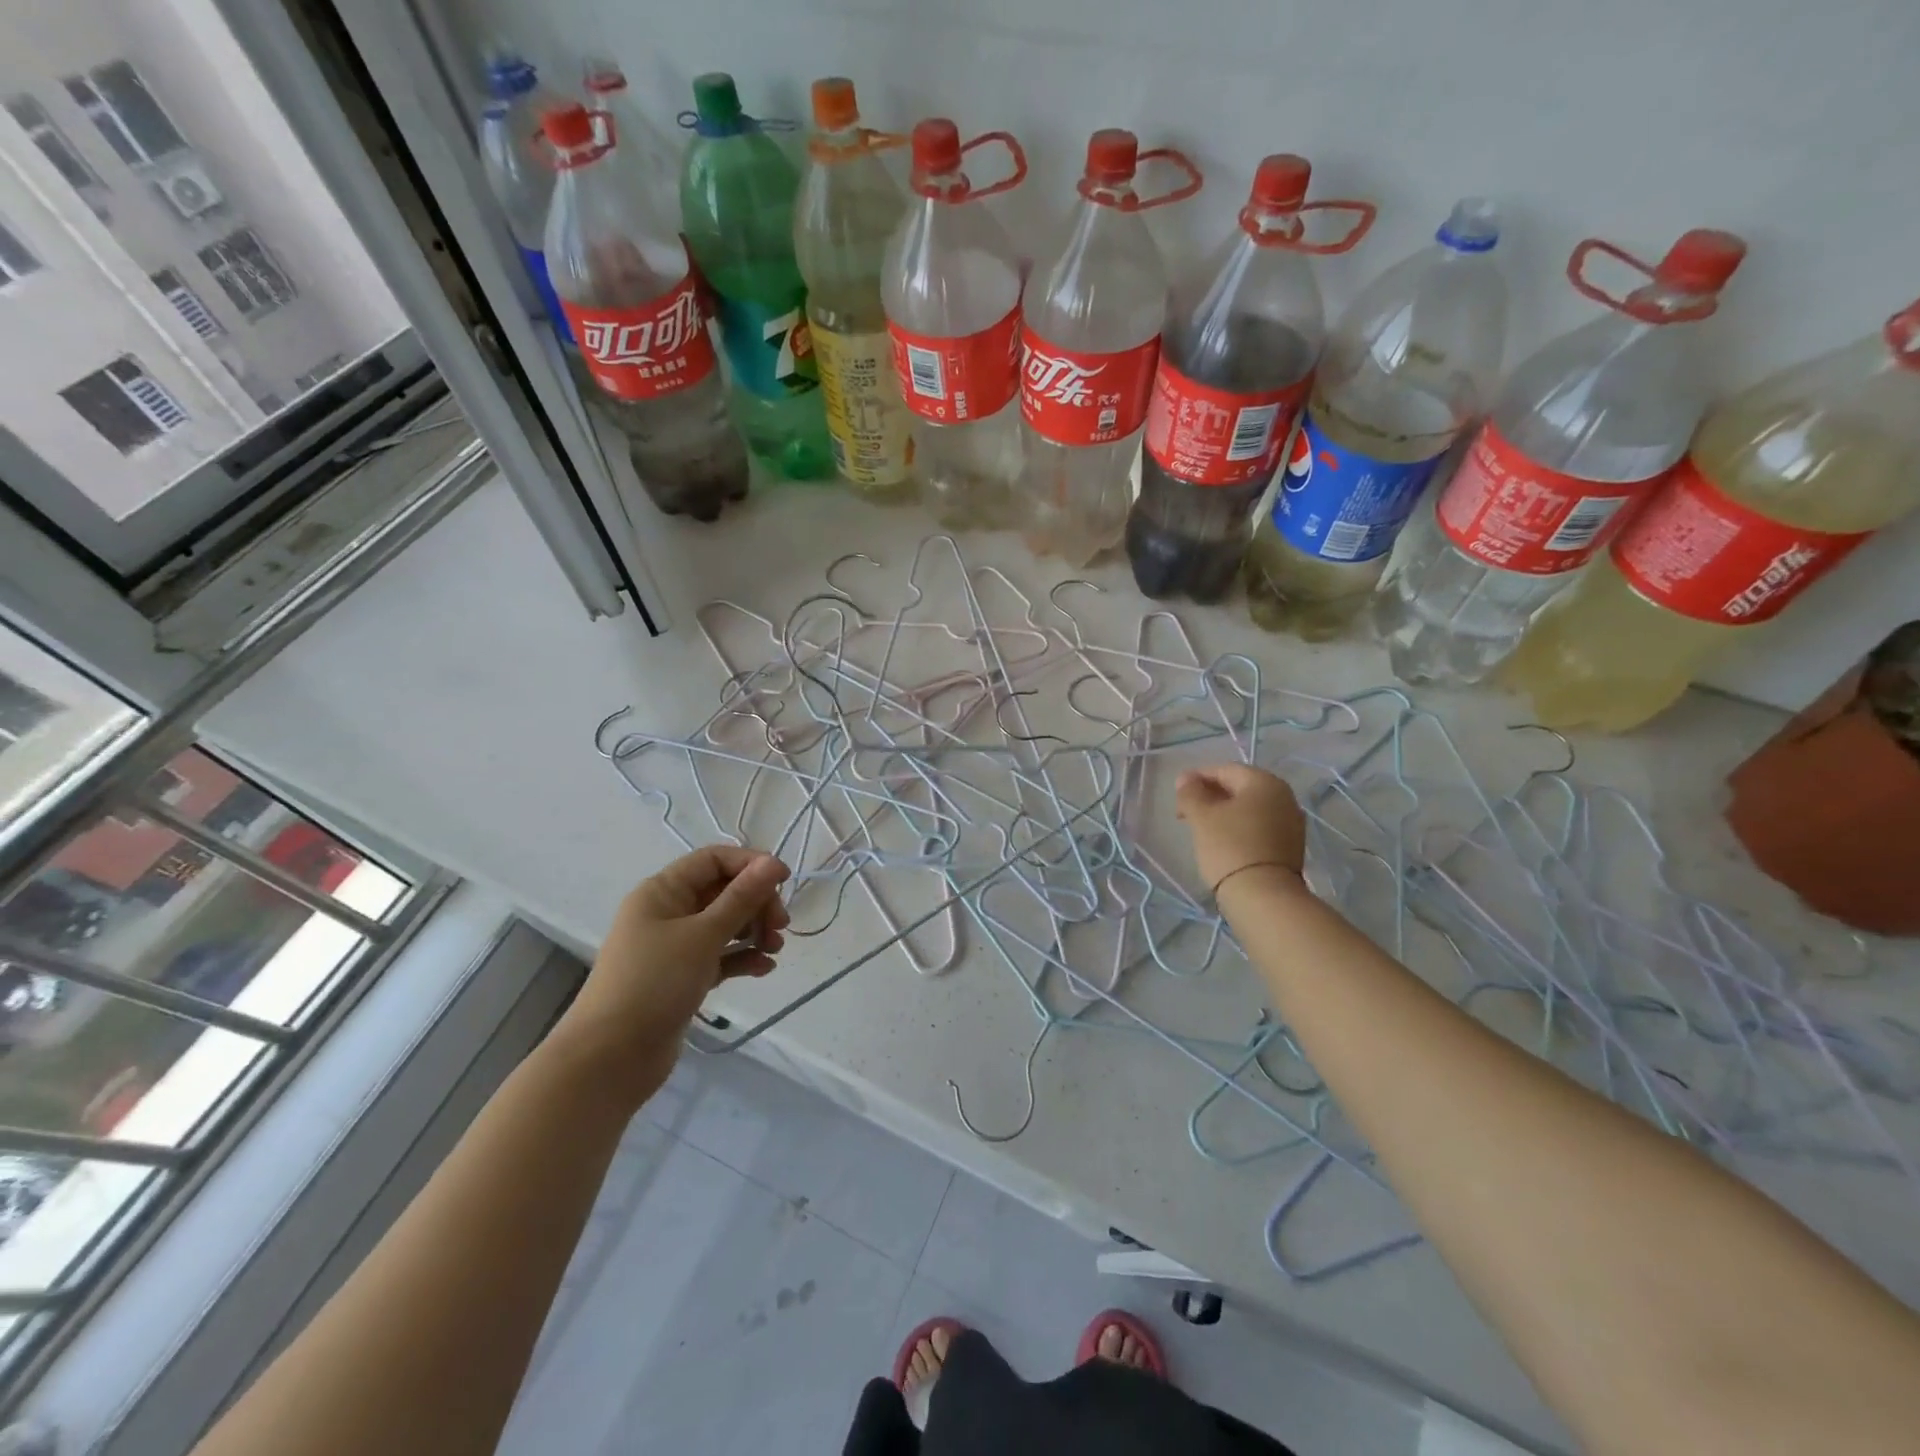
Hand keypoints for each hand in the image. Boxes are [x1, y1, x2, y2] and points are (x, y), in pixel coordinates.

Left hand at [553, 847, 790, 1097]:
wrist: (610, 1059)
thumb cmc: (655, 983)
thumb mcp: (703, 935)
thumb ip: (741, 898)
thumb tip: (772, 862)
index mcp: (663, 891)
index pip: (713, 860)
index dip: (750, 864)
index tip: (784, 881)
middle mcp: (667, 912)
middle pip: (723, 891)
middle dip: (756, 903)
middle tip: (780, 926)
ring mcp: (674, 947)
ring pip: (724, 925)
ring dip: (753, 931)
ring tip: (774, 949)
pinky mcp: (682, 978)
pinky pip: (719, 956)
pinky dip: (742, 958)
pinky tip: (764, 969)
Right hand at [1175, 764, 1307, 894]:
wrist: (1264, 896)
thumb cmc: (1229, 847)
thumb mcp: (1202, 816)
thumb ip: (1190, 792)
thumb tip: (1186, 778)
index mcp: (1264, 781)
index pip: (1224, 770)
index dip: (1197, 779)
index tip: (1178, 796)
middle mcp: (1284, 796)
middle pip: (1240, 788)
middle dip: (1211, 796)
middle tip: (1186, 814)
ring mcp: (1291, 822)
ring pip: (1250, 809)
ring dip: (1225, 814)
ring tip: (1202, 830)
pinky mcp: (1291, 846)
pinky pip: (1260, 827)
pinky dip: (1240, 829)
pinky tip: (1224, 843)